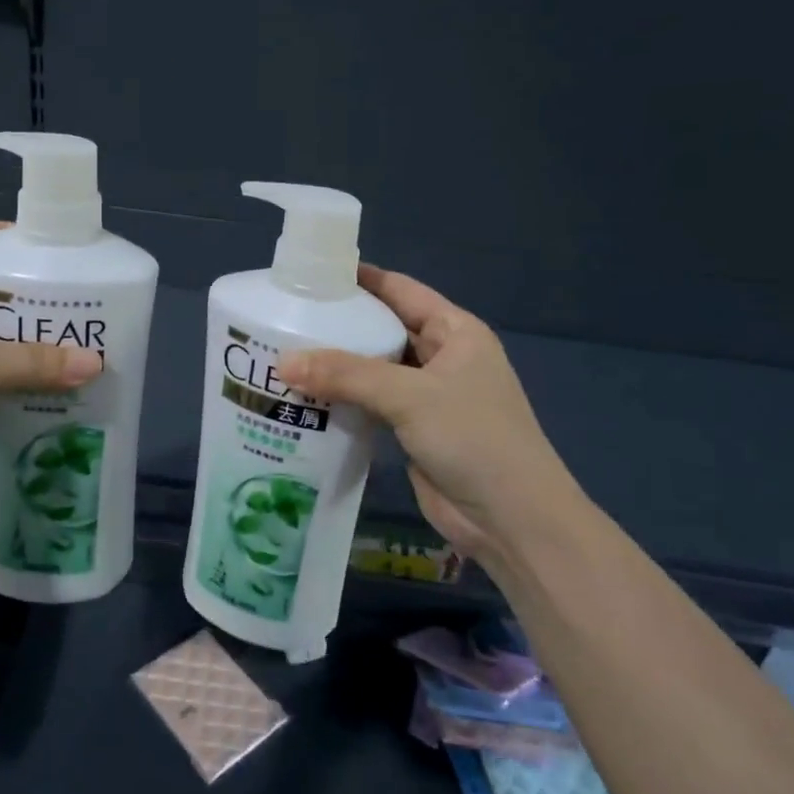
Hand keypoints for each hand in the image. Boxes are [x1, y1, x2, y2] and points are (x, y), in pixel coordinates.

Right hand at [280, 265, 587, 556]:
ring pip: (374, 370)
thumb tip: (282, 362)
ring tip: (282, 354)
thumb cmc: (473, 439)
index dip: (361, 278)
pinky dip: (342, 400)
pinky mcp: (412, 431)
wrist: (512, 520)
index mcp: (455, 332)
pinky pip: (371, 405)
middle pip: (384, 329)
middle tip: (284, 317)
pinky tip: (303, 398)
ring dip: (337, 366)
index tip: (312, 273)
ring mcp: (427, 397)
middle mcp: (442, 358)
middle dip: (340, 324)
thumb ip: (346, 375)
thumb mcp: (410, 396)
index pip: (401, 290)